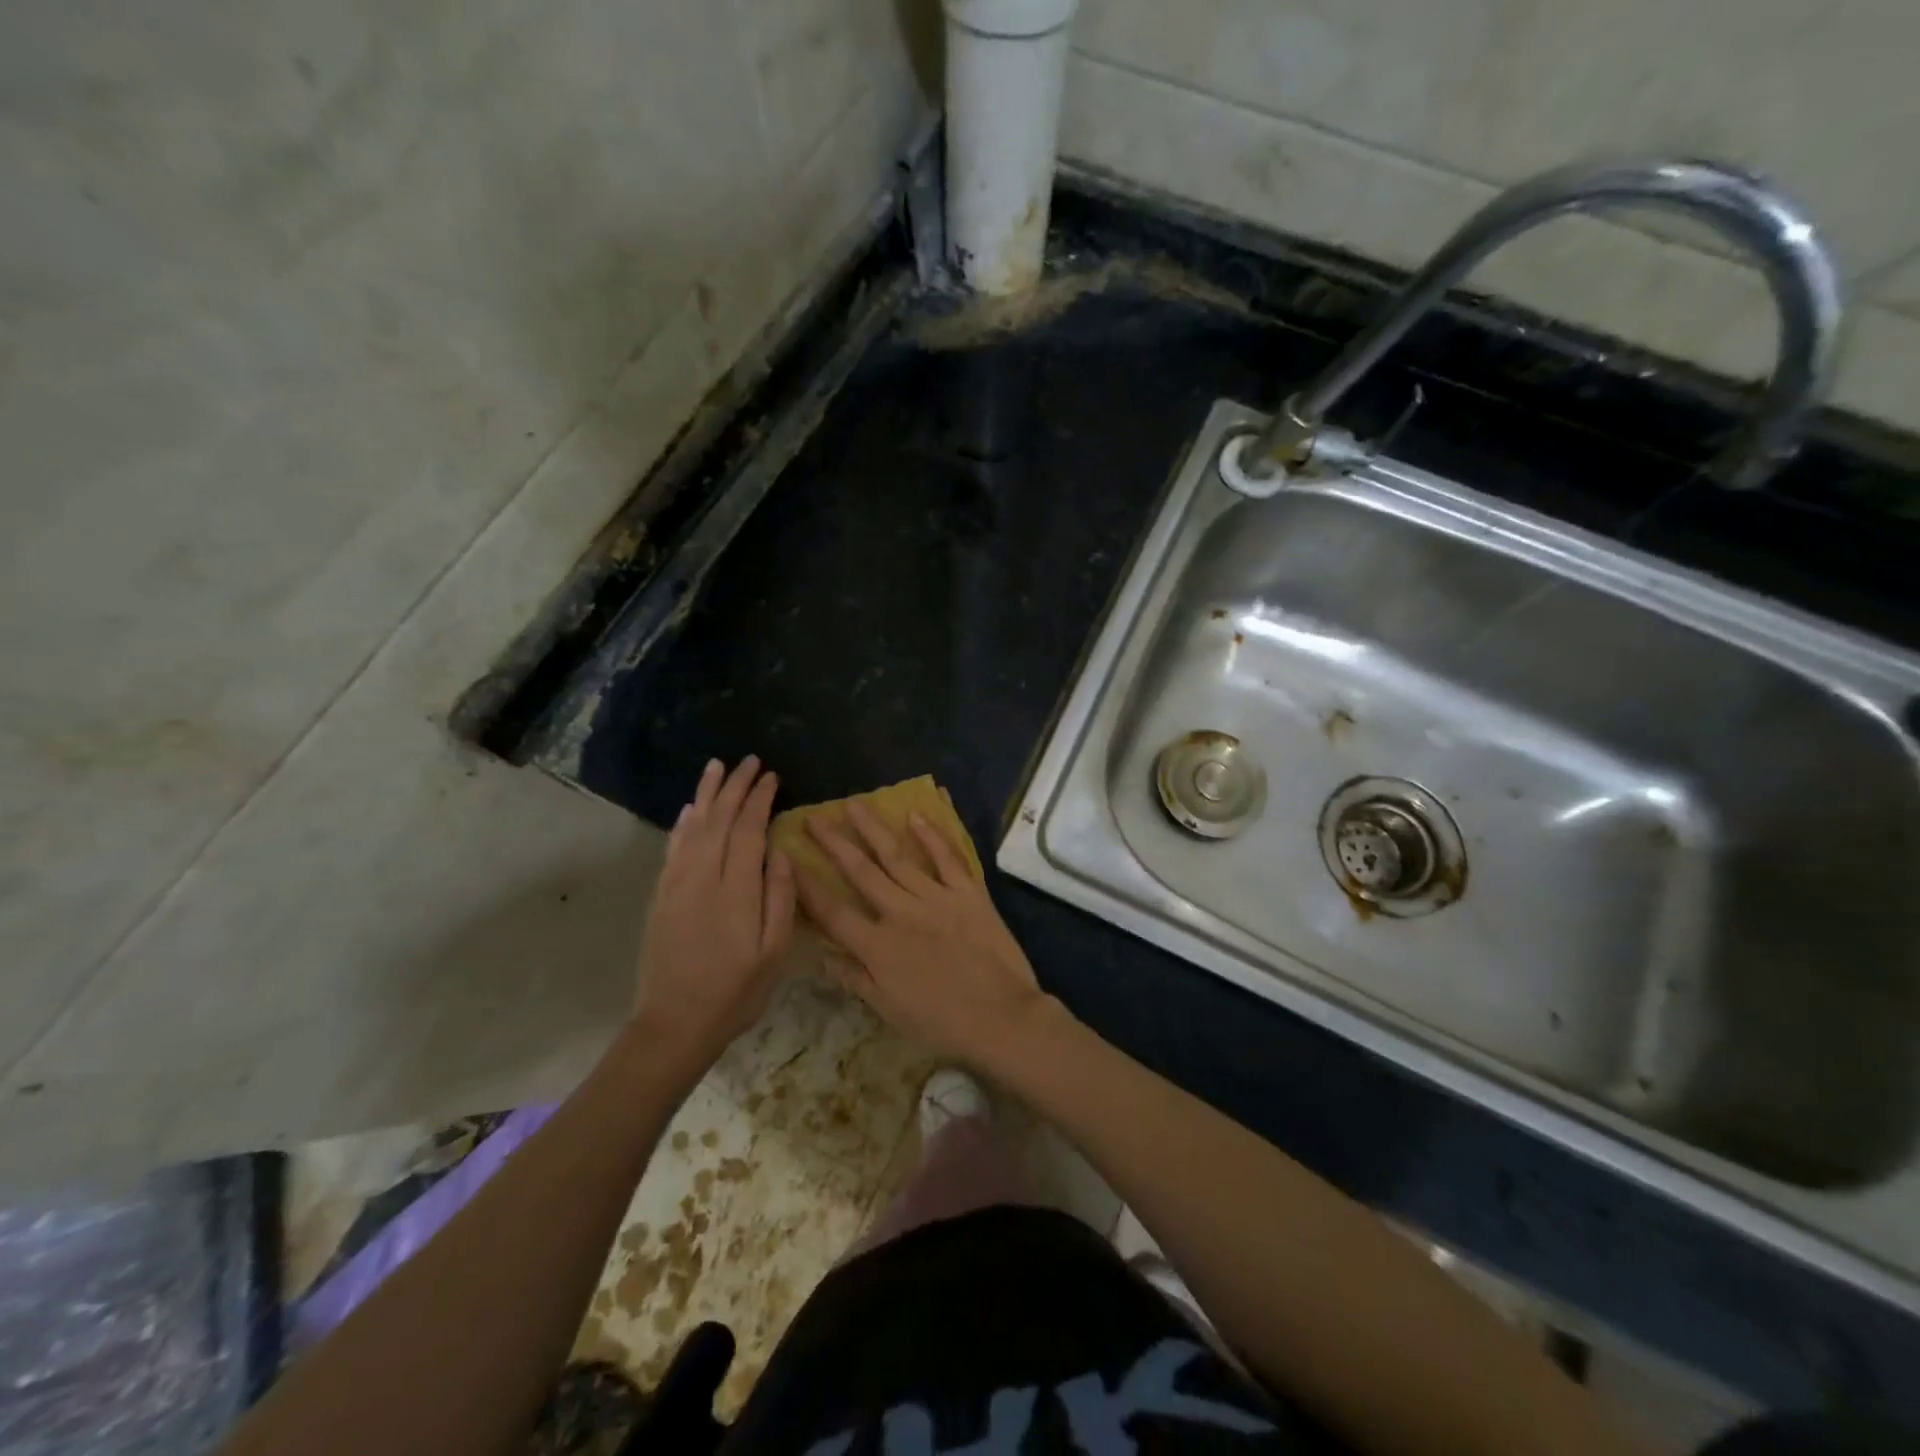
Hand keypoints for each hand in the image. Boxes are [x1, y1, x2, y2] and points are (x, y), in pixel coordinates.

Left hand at [633, 757, 795, 1077]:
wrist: (674, 1025)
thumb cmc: (735, 993)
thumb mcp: (774, 953)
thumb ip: (781, 899)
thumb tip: (782, 854)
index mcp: (736, 891)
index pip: (748, 830)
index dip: (760, 801)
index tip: (772, 777)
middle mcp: (703, 878)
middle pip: (720, 820)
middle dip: (736, 787)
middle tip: (750, 761)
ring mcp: (677, 885)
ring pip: (694, 827)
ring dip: (707, 794)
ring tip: (717, 766)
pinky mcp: (661, 896)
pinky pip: (673, 849)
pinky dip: (684, 824)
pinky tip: (692, 809)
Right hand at [794, 801, 1048, 1064]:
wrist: (1001, 1017)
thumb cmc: (941, 1022)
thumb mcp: (888, 1009)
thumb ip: (854, 978)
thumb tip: (821, 956)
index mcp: (877, 946)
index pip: (832, 911)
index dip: (806, 885)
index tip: (787, 859)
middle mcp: (900, 913)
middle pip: (860, 872)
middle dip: (834, 843)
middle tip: (814, 817)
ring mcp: (936, 898)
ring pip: (897, 856)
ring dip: (873, 828)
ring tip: (854, 804)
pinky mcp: (968, 892)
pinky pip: (947, 857)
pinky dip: (932, 835)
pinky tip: (916, 814)